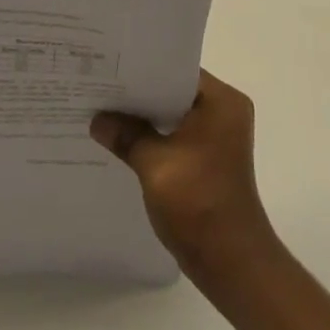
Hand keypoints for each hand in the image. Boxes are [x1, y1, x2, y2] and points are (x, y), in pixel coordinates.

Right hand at [91, 71, 276, 275]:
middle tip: (101, 87)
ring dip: (146, 118)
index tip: (111, 67)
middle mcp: (226, 111)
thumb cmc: (198, 204)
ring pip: (175, 115)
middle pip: (176, 92)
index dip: (144, 69)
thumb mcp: (155, 165)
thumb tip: (98, 119)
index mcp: (222, 100)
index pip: (178, 70)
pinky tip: (125, 142)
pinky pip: (178, 136)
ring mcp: (220, 137)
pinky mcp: (211, 159)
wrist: (231, 262)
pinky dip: (156, 138)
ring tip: (106, 112)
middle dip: (141, 94)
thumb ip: (127, 135)